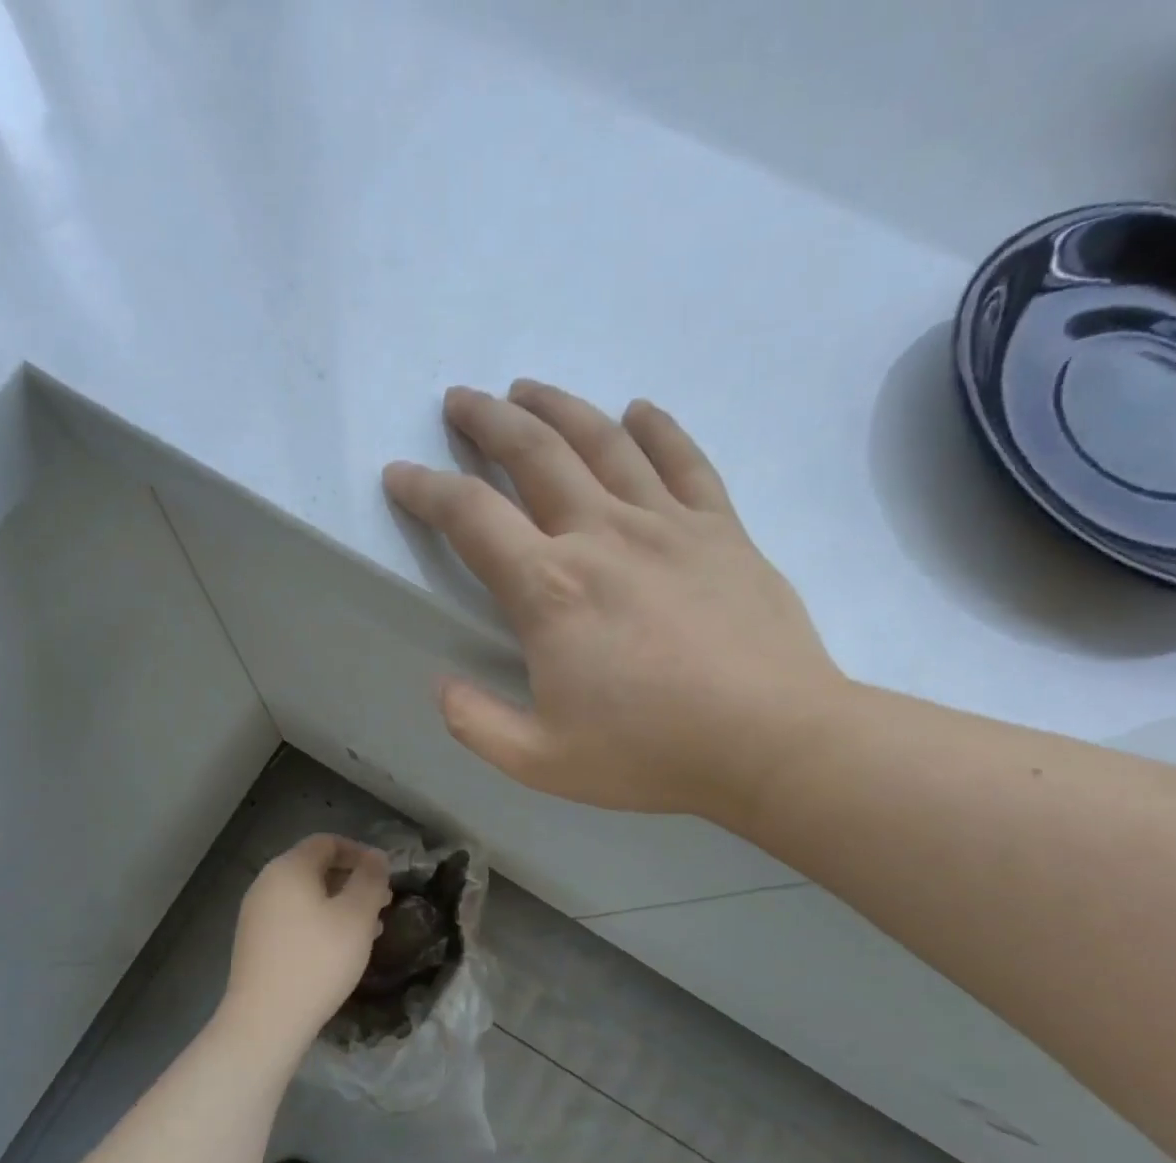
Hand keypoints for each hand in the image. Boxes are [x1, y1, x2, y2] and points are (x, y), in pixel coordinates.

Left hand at [222, 834, 391, 1057]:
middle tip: (382, 902)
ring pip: (306, 896)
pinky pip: (293, 918)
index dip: (360, 852)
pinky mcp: (254, 942)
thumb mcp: (357, 916)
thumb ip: (370, 879)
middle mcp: (266, 883)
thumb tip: (376, 856)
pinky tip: (339, 949)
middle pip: (315, 868)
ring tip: (369, 928)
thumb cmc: (317, 960)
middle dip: (352, 880)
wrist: (265, 1021)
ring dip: (339, 904)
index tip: (385, 875)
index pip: (327, 842)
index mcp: (289, 868)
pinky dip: (319, 922)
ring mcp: (256, 913)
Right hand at [383, 381, 850, 826]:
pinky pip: (685, 461)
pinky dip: (658, 429)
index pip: (470, 517)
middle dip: (487, 422)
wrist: (774, 741)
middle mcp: (601, 535)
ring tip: (527, 389)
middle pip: (534, 454)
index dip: (425, 490)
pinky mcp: (721, 530)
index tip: (400, 474)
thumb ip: (477, 724)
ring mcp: (667, 524)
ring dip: (558, 407)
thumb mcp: (541, 761)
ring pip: (603, 442)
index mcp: (550, 589)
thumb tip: (442, 686)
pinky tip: (638, 411)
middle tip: (460, 399)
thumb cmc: (652, 752)